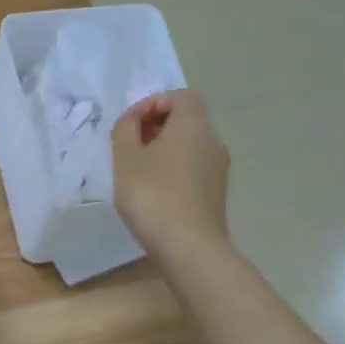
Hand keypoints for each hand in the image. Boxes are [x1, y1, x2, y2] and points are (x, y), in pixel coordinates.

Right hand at [112, 90, 231, 258]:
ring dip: (164, 151)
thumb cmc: (152, 195)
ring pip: (190, 147)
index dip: (155, 102)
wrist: (188, 247)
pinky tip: (154, 193)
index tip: (131, 125)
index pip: (182, 96)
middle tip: (129, 147)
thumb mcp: (126, 158)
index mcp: (193, 125)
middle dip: (157, 127)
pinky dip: (173, 171)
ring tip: (137, 172)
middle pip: (187, 121)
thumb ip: (125, 130)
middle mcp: (212, 141)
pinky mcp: (216, 193)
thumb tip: (134, 120)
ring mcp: (218, 169)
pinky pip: (193, 169)